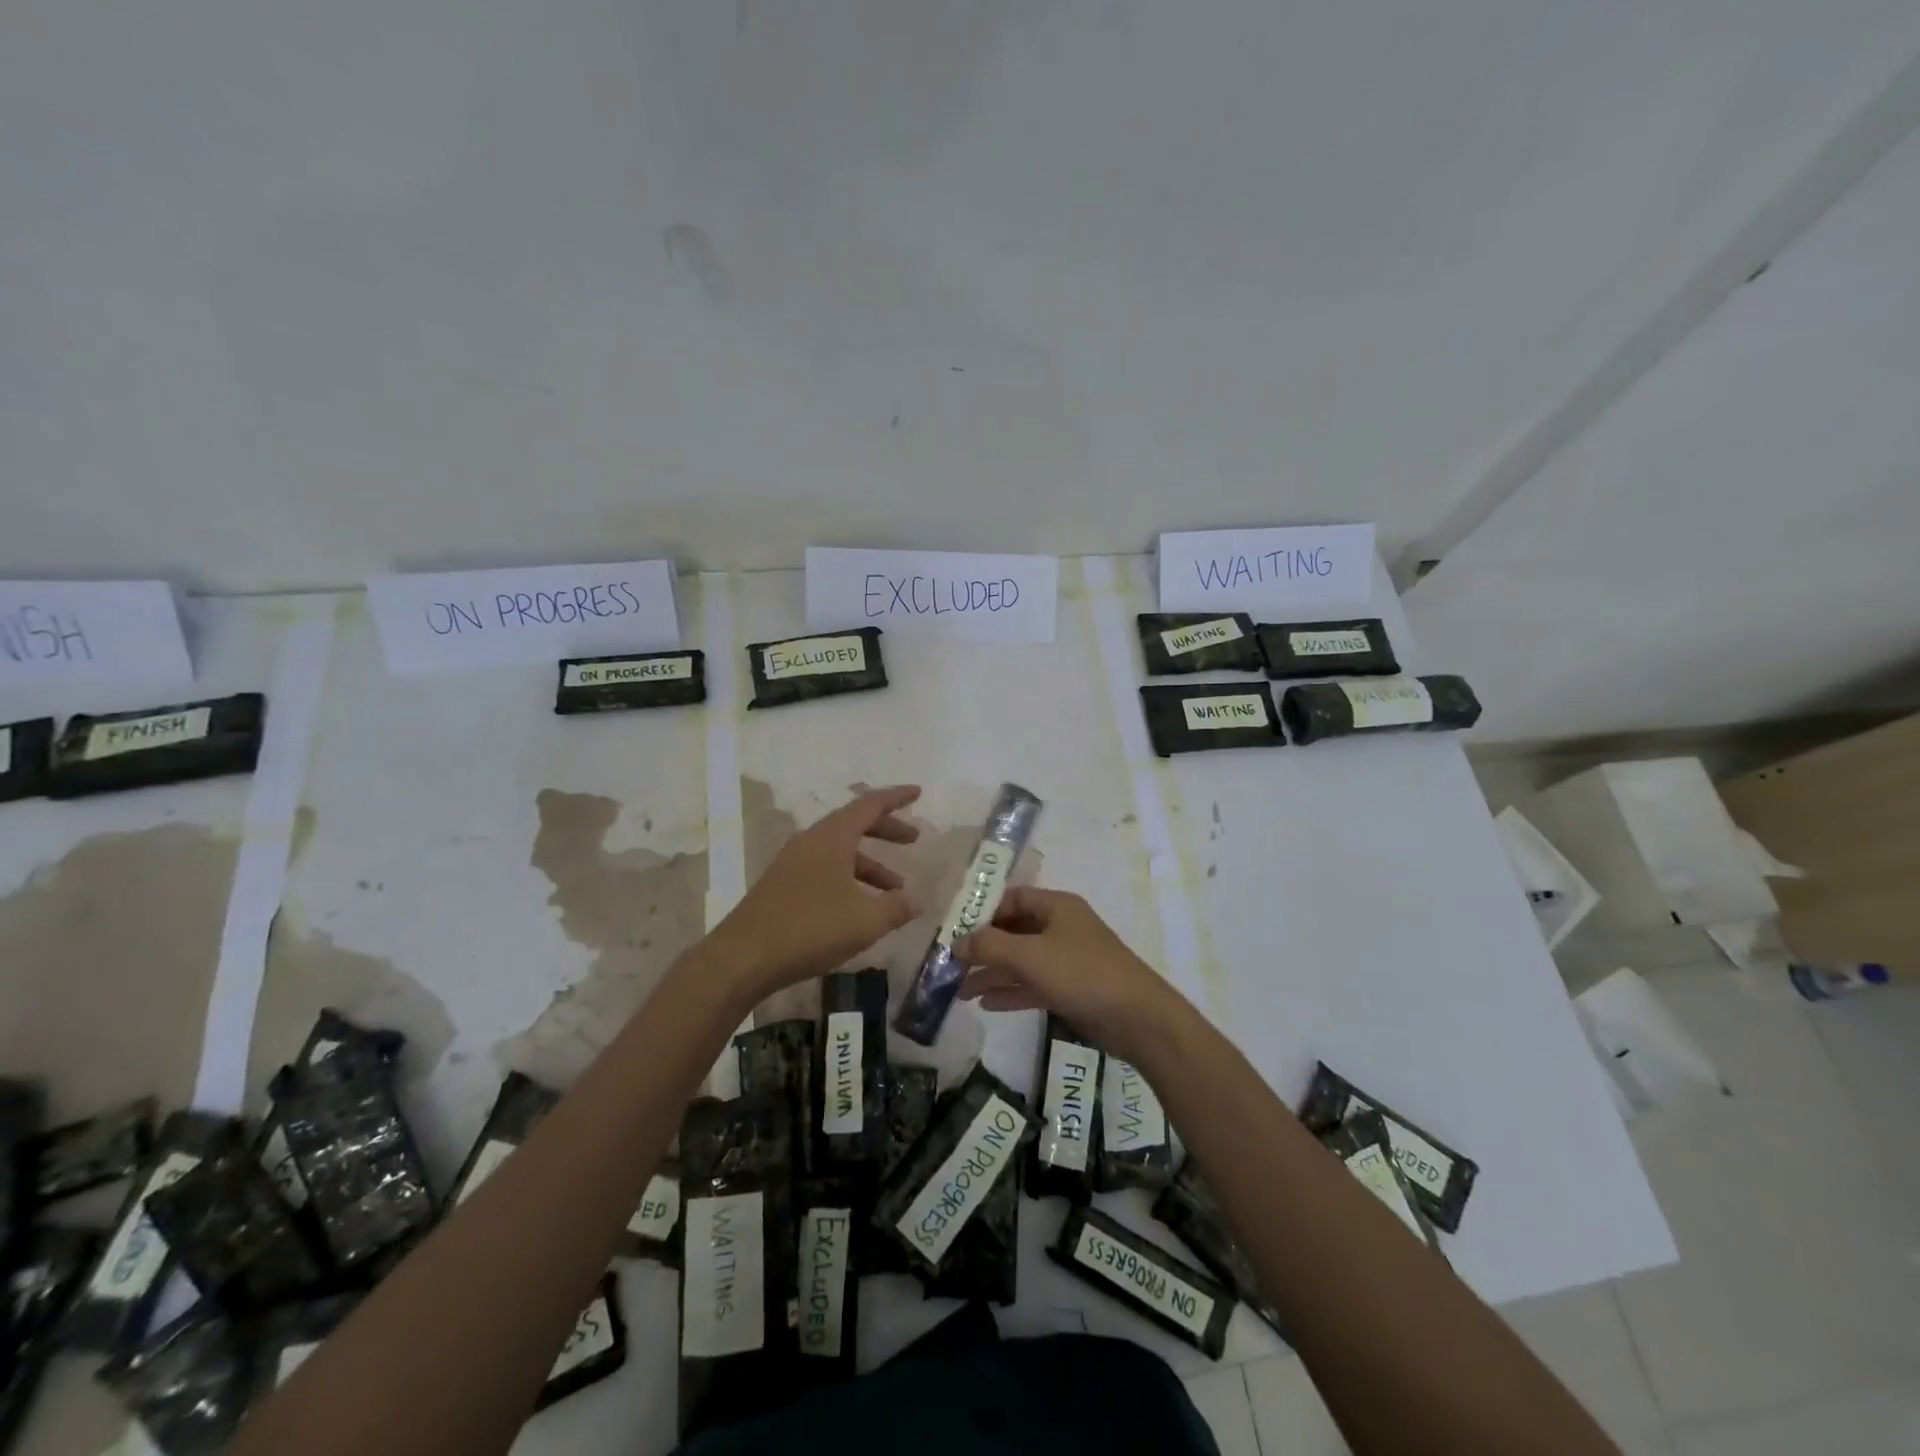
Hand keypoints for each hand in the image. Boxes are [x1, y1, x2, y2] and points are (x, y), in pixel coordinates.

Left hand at [709, 785, 922, 997]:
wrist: (744, 958)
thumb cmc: (810, 928)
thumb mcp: (865, 920)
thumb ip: (896, 908)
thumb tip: (916, 901)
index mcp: (832, 837)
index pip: (869, 805)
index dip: (896, 798)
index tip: (917, 792)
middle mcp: (811, 842)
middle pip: (854, 825)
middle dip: (886, 830)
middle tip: (913, 839)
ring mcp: (793, 864)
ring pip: (840, 852)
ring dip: (870, 865)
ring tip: (896, 891)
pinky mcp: (783, 887)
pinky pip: (825, 870)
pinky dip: (850, 880)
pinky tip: (861, 909)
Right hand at [956, 886, 1181, 1061]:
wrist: (1138, 1019)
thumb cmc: (1082, 973)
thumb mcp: (1030, 955)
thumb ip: (990, 945)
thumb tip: (957, 941)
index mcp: (1057, 907)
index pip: (1013, 898)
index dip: (984, 910)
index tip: (955, 928)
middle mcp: (1061, 928)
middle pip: (1014, 930)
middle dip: (984, 946)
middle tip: (951, 963)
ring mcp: (1067, 960)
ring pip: (1022, 961)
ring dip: (993, 973)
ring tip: (959, 990)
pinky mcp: (1071, 989)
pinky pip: (1033, 985)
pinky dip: (1011, 991)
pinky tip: (985, 1004)